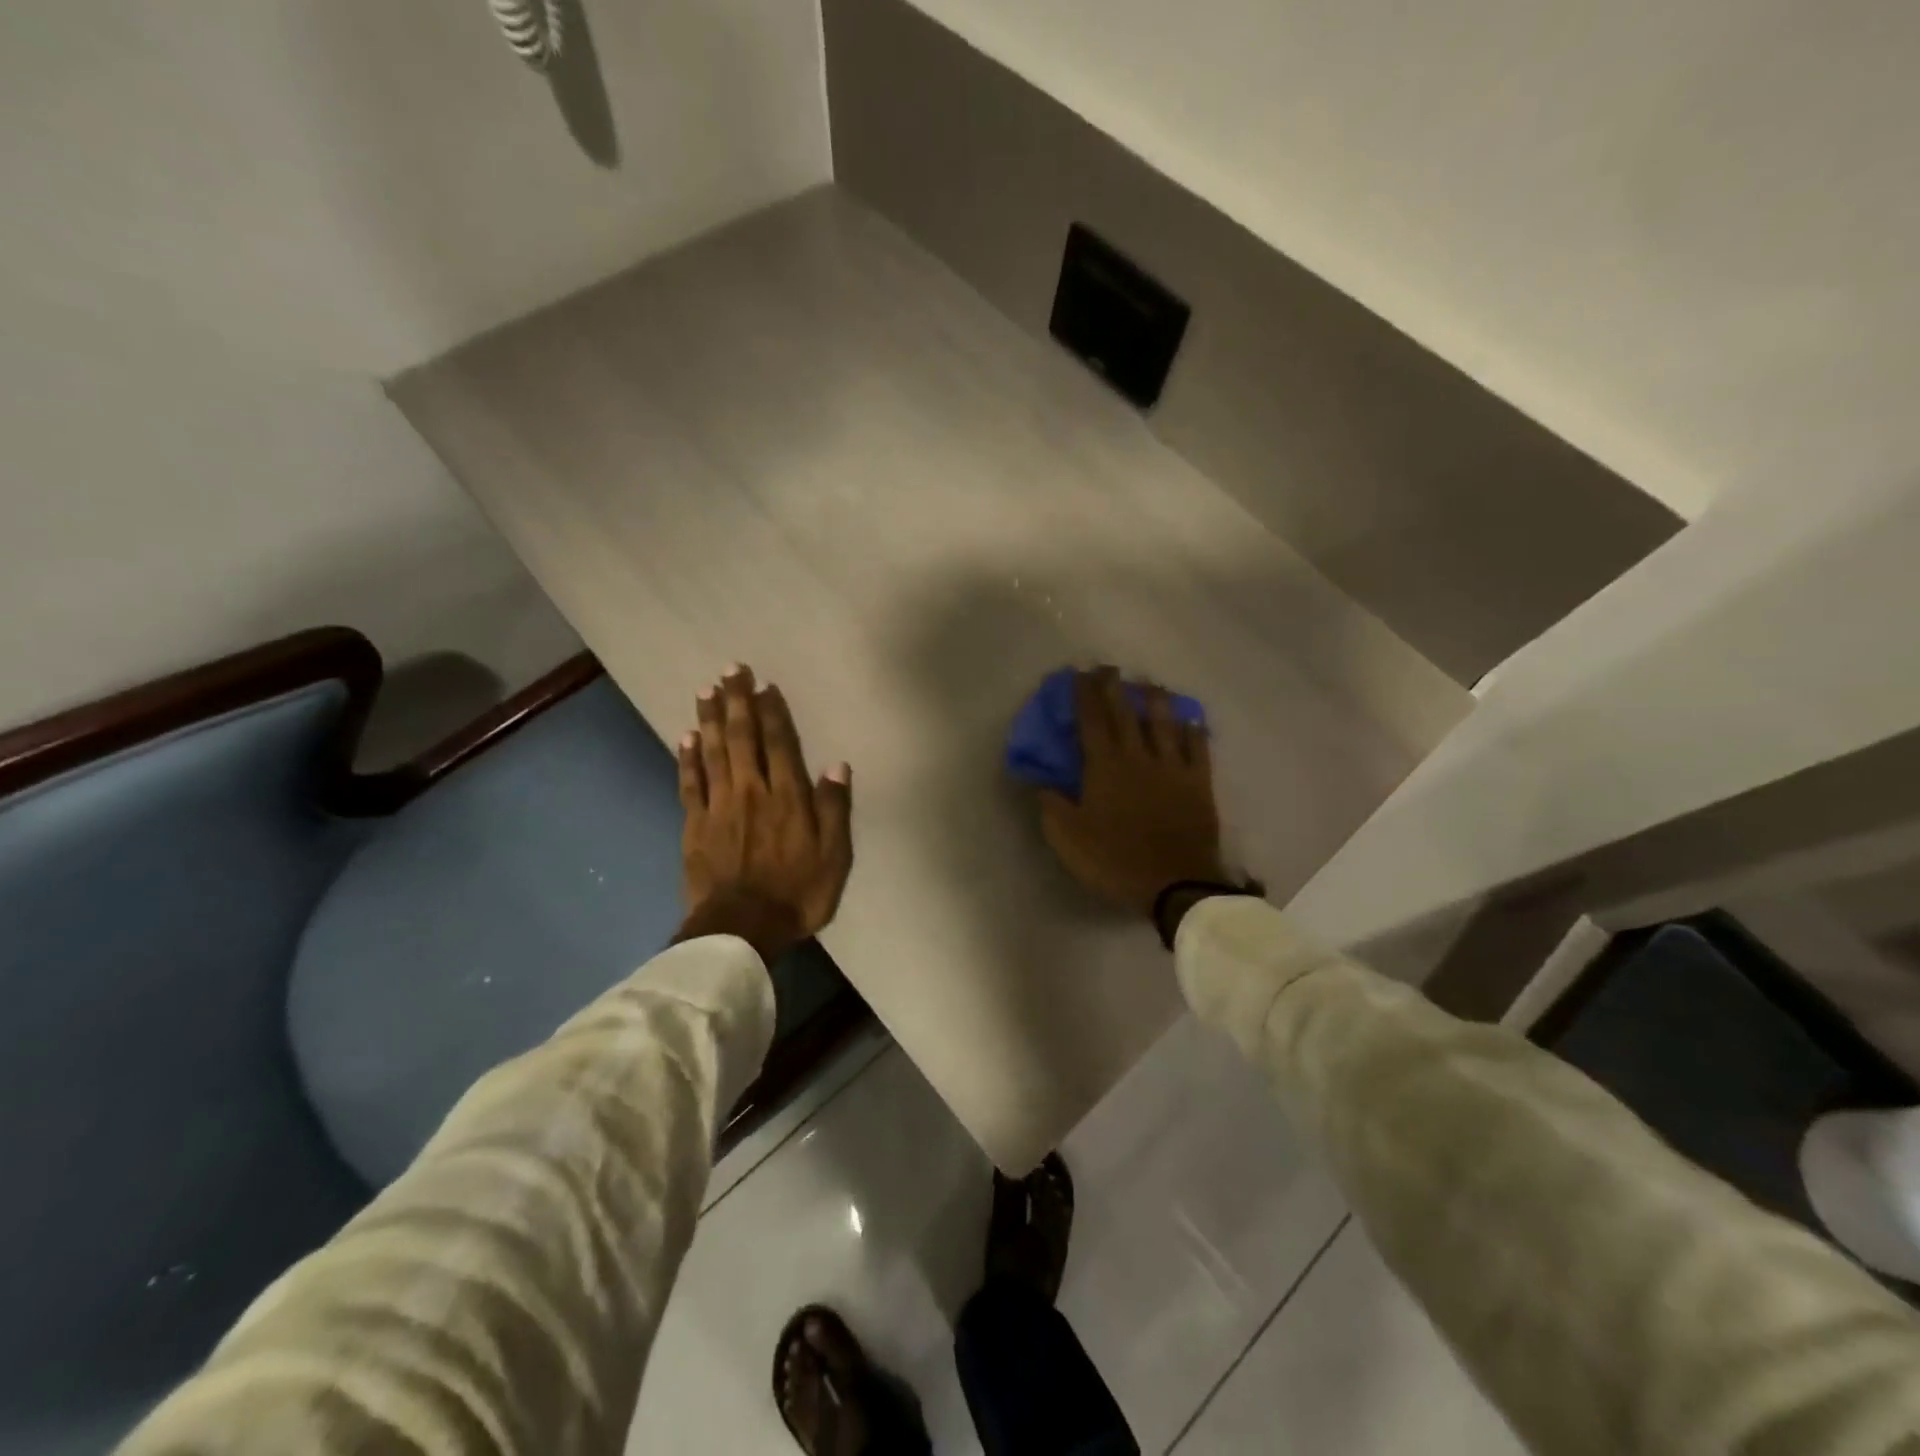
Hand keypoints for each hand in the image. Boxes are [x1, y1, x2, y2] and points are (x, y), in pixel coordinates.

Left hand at [675, 664, 852, 964]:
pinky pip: (690, 782)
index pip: (779, 743)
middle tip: (731, 670)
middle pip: (742, 737)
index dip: (773, 712)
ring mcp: (718, 806)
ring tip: (706, 689)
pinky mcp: (695, 825)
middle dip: (737, 701)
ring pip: (712, 752)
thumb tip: (837, 765)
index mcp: (787, 797)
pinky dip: (687, 757)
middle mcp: (750, 791)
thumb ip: (834, 809)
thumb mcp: (834, 857)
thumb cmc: (796, 894)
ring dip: (710, 718)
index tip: (765, 685)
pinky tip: (685, 736)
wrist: (741, 929)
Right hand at [1036, 667, 1226, 917]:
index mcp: (1105, 767)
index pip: (1091, 721)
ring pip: (1164, 724)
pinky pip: (1198, 749)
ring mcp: (1173, 768)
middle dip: (1115, 688)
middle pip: (1125, 714)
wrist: (1176, 883)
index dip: (1083, 695)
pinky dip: (1194, 731)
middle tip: (1110, 668)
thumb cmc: (1115, 860)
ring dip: (1155, 700)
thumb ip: (1052, 806)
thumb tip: (1042, 782)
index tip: (1078, 673)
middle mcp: (1138, 757)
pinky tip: (1192, 720)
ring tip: (1151, 684)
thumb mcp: (1068, 839)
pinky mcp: (1199, 784)